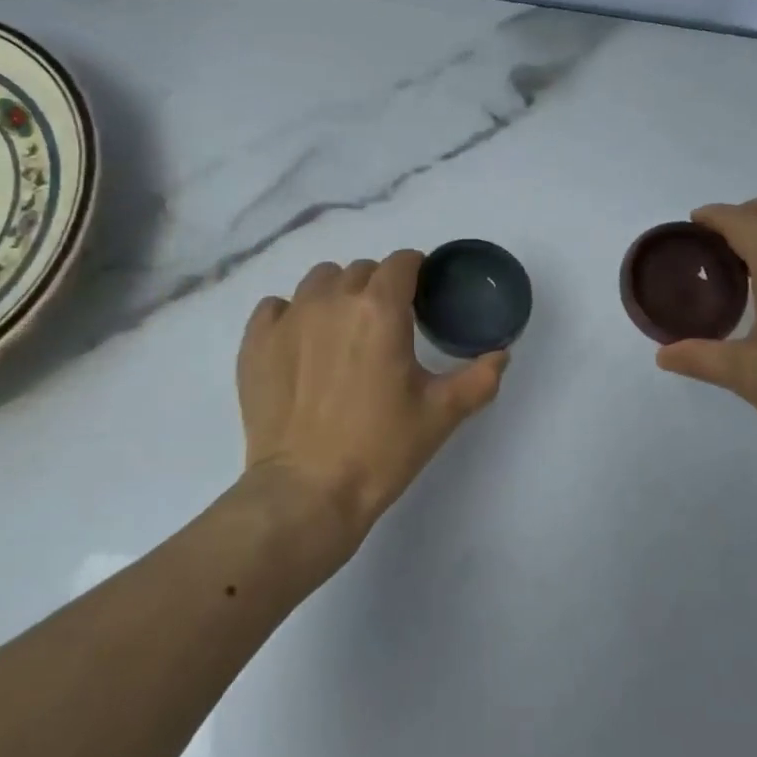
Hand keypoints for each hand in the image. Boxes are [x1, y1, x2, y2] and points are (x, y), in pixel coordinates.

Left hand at [237, 250, 508, 543]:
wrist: (307, 493)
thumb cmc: (381, 450)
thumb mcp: (441, 414)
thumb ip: (479, 377)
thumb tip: (502, 355)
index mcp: (380, 309)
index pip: (402, 262)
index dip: (416, 272)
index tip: (421, 297)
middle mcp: (332, 300)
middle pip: (362, 270)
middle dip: (379, 287)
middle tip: (387, 326)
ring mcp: (288, 318)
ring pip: (319, 281)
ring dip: (337, 294)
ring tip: (343, 331)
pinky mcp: (255, 343)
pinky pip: (275, 306)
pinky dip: (291, 314)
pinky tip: (301, 344)